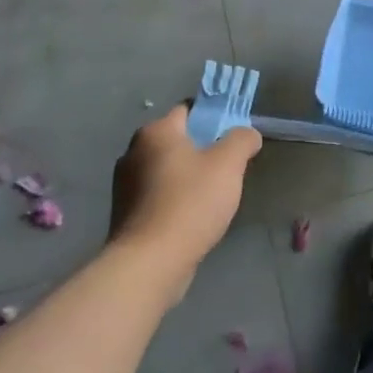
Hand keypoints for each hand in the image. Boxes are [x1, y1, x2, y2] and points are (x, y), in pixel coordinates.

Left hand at [110, 107, 261, 270]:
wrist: (150, 263)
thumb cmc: (190, 203)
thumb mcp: (229, 164)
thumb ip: (242, 140)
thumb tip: (247, 134)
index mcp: (155, 132)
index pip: (189, 109)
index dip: (215, 116)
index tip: (234, 135)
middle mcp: (133, 151)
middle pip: (179, 139)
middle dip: (204, 149)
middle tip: (229, 167)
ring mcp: (125, 184)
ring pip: (169, 168)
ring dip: (190, 175)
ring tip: (214, 196)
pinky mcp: (125, 213)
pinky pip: (159, 193)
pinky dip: (176, 198)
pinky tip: (193, 216)